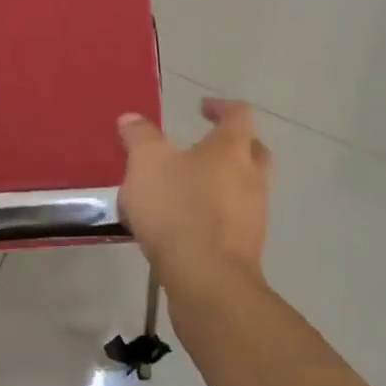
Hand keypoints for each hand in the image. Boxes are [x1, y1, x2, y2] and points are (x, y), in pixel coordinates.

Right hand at [116, 98, 272, 288]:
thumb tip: (131, 119)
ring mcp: (254, 215)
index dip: (221, 107)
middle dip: (231, 146)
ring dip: (222, 184)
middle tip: (205, 147)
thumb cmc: (178, 208)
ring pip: (245, 188)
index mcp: (232, 149)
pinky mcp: (246, 247)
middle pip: (253, 152)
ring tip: (186, 190)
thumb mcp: (146, 163)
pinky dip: (215, 216)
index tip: (202, 108)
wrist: (206, 279)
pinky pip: (233, 221)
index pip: (239, 115)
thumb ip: (139, 137)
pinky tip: (186, 226)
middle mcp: (252, 177)